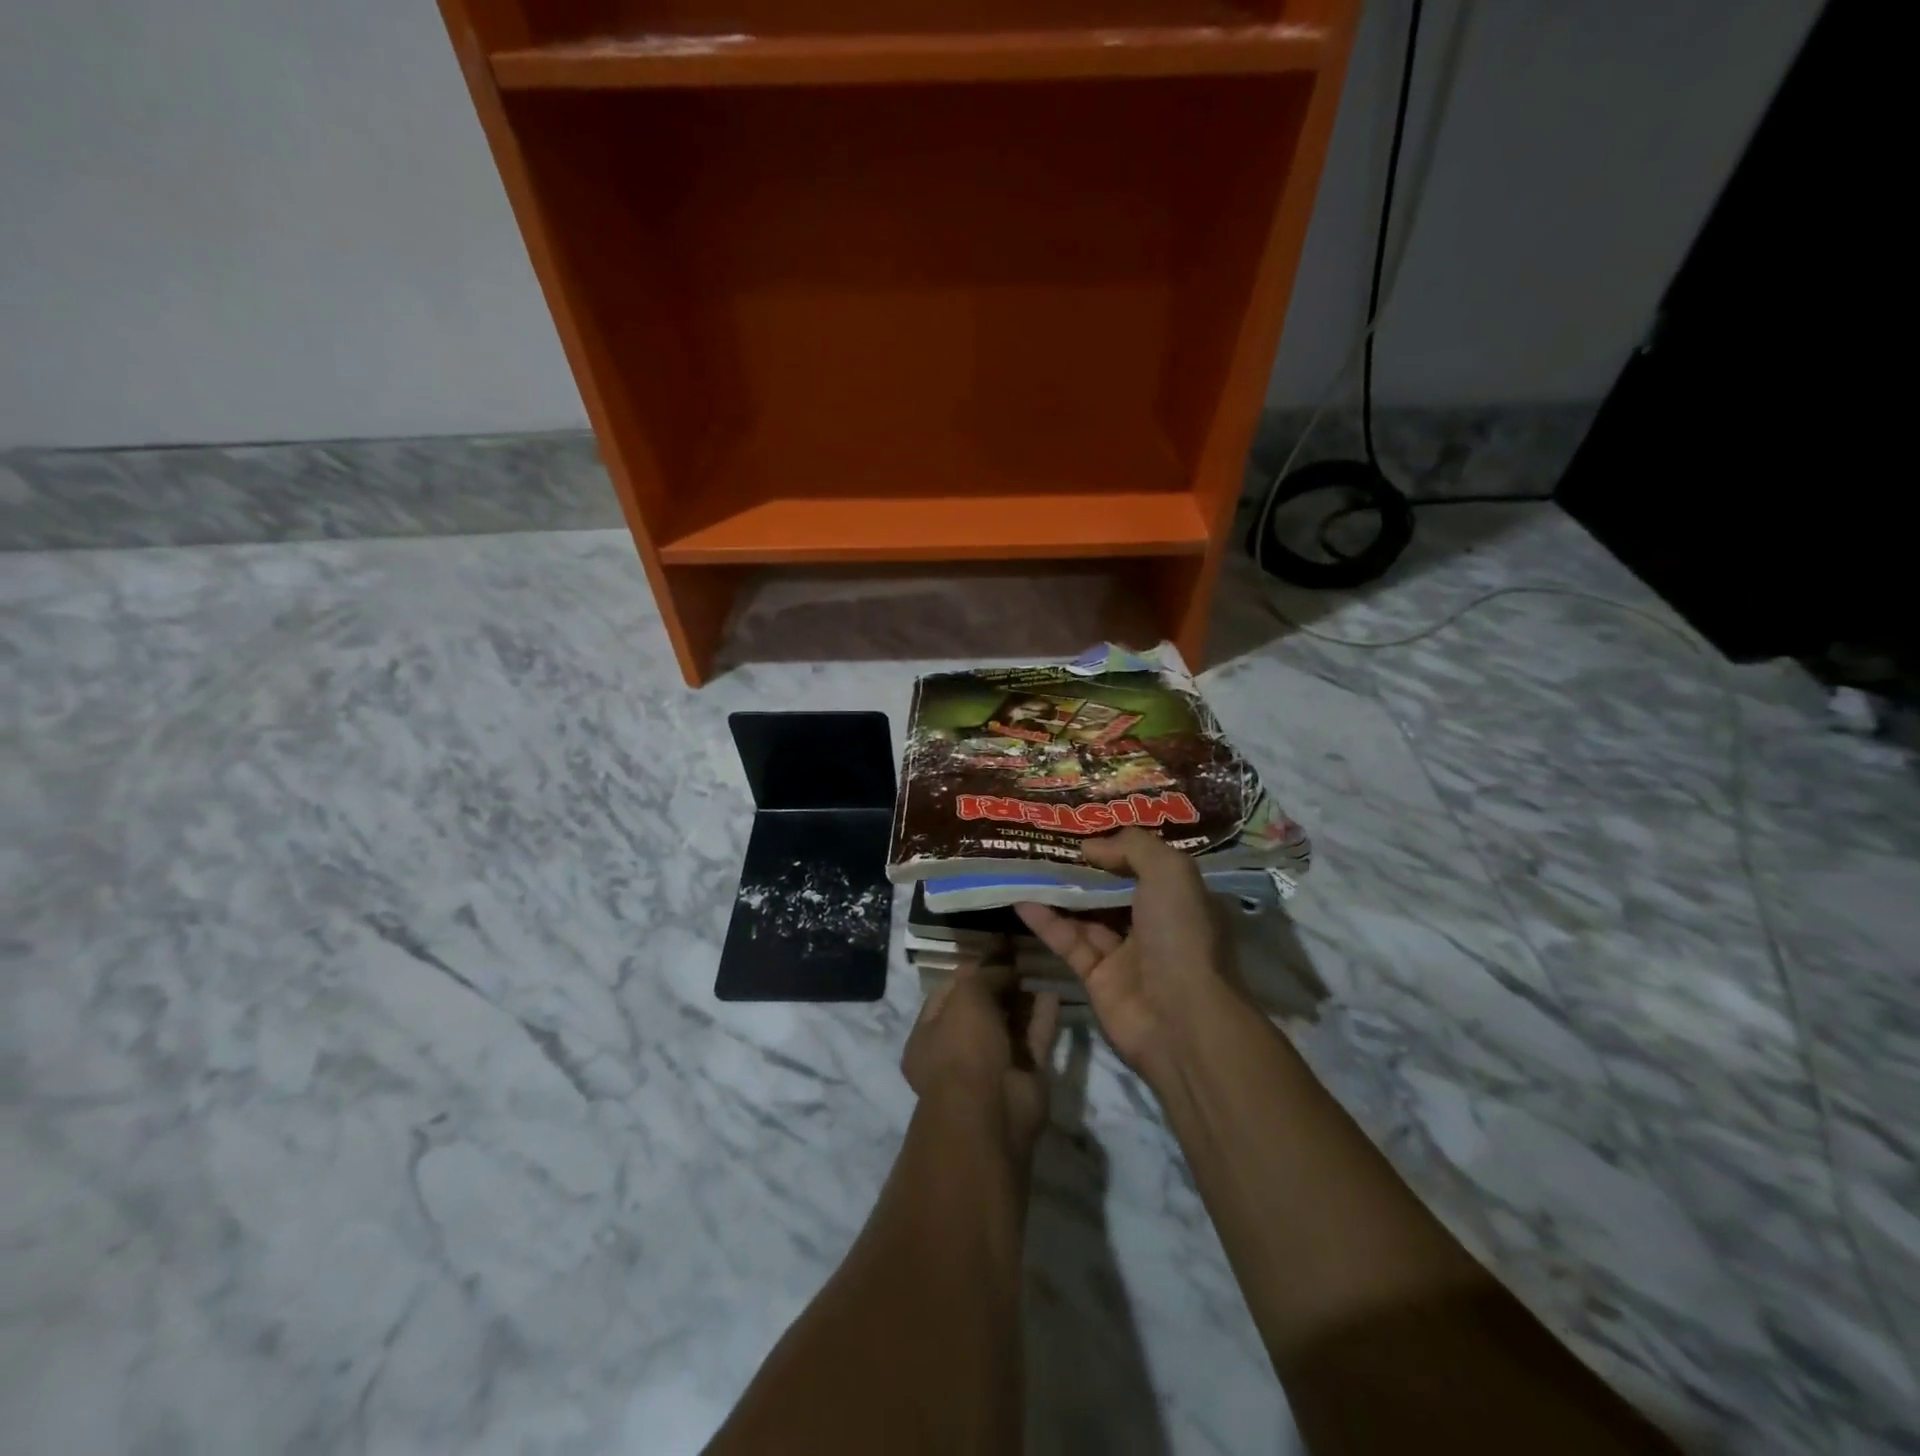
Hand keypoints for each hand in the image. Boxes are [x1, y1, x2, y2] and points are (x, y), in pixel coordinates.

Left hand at [902, 964, 1060, 1161]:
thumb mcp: (967, 997)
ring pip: (1009, 1025)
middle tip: (1020, 957)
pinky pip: (1033, 1040)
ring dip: (1022, 999)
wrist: (990, 1112)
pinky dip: (1042, 1018)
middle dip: (999, 984)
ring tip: (1038, 969)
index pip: (948, 993)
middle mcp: (958, 1052)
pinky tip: (1052, 992)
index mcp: (928, 1036)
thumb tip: (1005, 968)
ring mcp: (992, 1066)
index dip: (971, 970)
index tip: (995, 950)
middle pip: (981, 1009)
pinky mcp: (1023, 1077)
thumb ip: (985, 976)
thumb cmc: (964, 1048)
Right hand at [1016, 829, 1245, 1083]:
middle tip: (1046, 842)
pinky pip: (1069, 942)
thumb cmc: (1181, 935)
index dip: (1117, 846)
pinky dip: (1046, 922)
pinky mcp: (1097, 978)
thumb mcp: (1170, 872)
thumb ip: (1132, 847)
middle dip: (1084, 867)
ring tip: (1027, 864)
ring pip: (1087, 914)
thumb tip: (1090, 846)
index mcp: (1181, 898)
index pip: (1147, 864)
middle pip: (1113, 888)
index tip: (1083, 828)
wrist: (1182, 1019)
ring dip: (1059, 891)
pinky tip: (1021, 900)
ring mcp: (1126, 953)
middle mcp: (1156, 923)